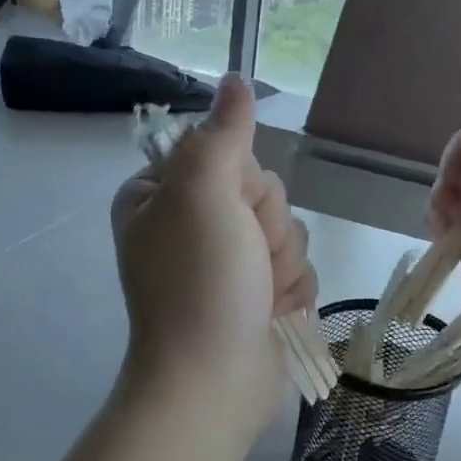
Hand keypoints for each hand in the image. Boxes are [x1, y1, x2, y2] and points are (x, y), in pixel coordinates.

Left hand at [111, 77, 316, 437]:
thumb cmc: (200, 282)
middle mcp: (193, 226)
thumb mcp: (202, 192)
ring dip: (282, 264)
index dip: (241, 182)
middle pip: (263, 192)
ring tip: (258, 296)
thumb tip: (236, 80)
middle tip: (245, 259)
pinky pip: (297, 270)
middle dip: (266, 228)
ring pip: (287, 231)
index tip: (230, 210)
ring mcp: (227, 264)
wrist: (214, 380)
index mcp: (162, 196)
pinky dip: (291, 293)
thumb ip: (223, 134)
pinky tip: (271, 315)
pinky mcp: (258, 296)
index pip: (228, 154)